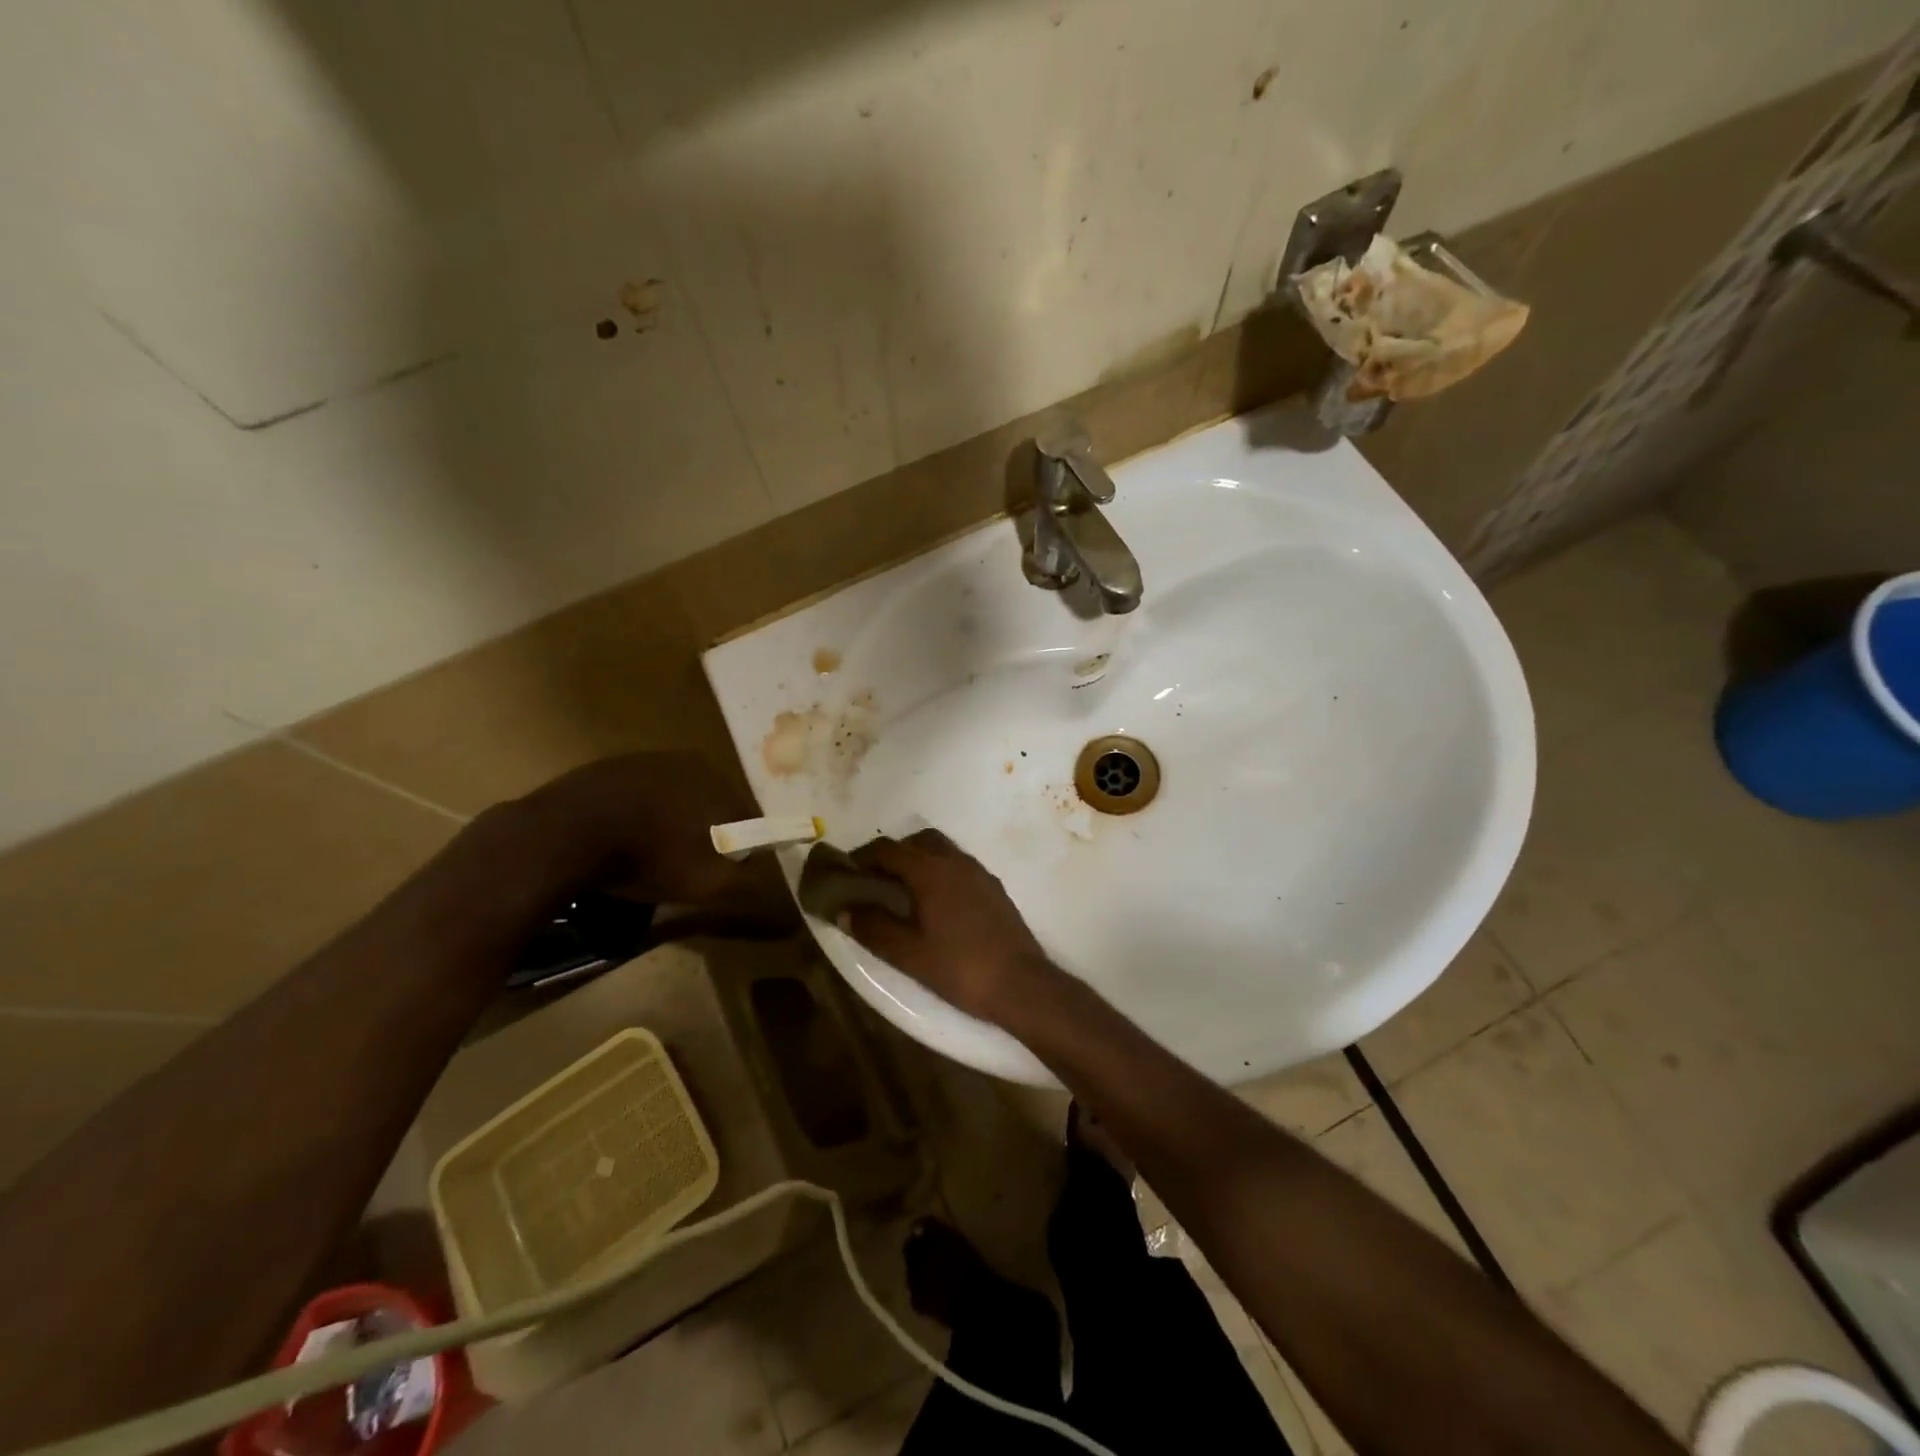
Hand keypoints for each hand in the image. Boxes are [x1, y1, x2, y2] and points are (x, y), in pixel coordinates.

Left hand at [488, 751, 770, 908]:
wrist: (564, 836)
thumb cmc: (650, 857)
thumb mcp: (710, 885)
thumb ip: (751, 884)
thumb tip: (785, 894)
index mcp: (720, 781)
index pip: (750, 818)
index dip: (746, 850)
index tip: (731, 876)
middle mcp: (689, 761)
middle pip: (712, 805)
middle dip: (708, 836)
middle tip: (691, 870)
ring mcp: (645, 760)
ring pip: (675, 799)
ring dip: (673, 826)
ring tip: (654, 859)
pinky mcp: (607, 768)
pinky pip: (638, 798)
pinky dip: (639, 818)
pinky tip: (623, 843)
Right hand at [839, 829, 1061, 1023]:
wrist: (1020, 983)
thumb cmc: (959, 968)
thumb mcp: (908, 954)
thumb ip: (874, 928)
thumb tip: (845, 910)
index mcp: (930, 871)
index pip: (888, 849)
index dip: (862, 857)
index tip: (847, 873)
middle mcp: (955, 861)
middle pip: (917, 841)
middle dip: (893, 853)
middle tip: (876, 879)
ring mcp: (979, 872)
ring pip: (942, 850)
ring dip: (919, 860)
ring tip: (904, 891)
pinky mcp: (994, 887)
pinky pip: (959, 865)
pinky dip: (940, 871)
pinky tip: (936, 903)